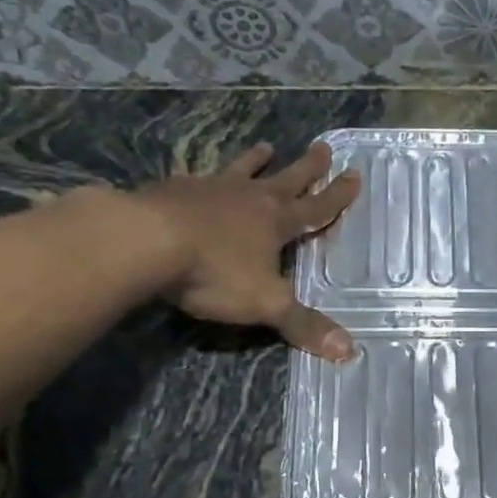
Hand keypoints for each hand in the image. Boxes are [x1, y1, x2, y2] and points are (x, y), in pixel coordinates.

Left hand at [137, 141, 360, 360]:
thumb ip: (303, 325)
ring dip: (255, 160)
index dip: (338, 195)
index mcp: (275, 222)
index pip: (316, 207)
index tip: (354, 174)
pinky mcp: (172, 190)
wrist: (143, 240)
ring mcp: (209, 189)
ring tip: (265, 146)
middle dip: (307, 167)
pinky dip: (204, 176)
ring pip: (241, 171)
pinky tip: (197, 176)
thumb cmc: (214, 271)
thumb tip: (349, 350)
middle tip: (323, 146)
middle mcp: (248, 198)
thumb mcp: (266, 304)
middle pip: (285, 179)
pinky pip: (196, 179)